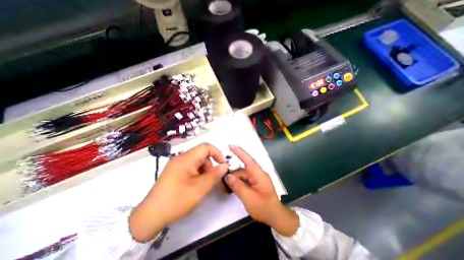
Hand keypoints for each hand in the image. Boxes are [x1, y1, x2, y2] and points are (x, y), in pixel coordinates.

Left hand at [128, 143, 227, 241]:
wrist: (150, 216)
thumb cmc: (177, 200)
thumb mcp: (200, 188)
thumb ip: (215, 175)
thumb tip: (225, 166)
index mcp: (186, 158)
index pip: (206, 147)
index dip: (217, 153)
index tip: (222, 165)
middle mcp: (181, 158)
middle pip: (202, 155)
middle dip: (210, 165)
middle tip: (210, 180)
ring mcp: (176, 165)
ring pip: (197, 162)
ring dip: (204, 171)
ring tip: (202, 185)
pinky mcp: (174, 171)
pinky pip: (190, 167)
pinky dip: (197, 174)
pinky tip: (195, 186)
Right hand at [225, 145, 300, 236]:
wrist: (276, 217)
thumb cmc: (264, 208)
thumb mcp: (249, 198)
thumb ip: (238, 186)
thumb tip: (227, 176)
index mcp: (259, 175)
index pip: (248, 160)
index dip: (239, 152)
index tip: (230, 146)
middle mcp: (257, 174)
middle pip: (242, 170)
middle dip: (231, 174)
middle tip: (220, 181)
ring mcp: (256, 178)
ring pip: (242, 175)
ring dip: (233, 180)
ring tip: (223, 187)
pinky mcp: (255, 183)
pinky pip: (244, 180)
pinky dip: (237, 183)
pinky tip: (230, 188)